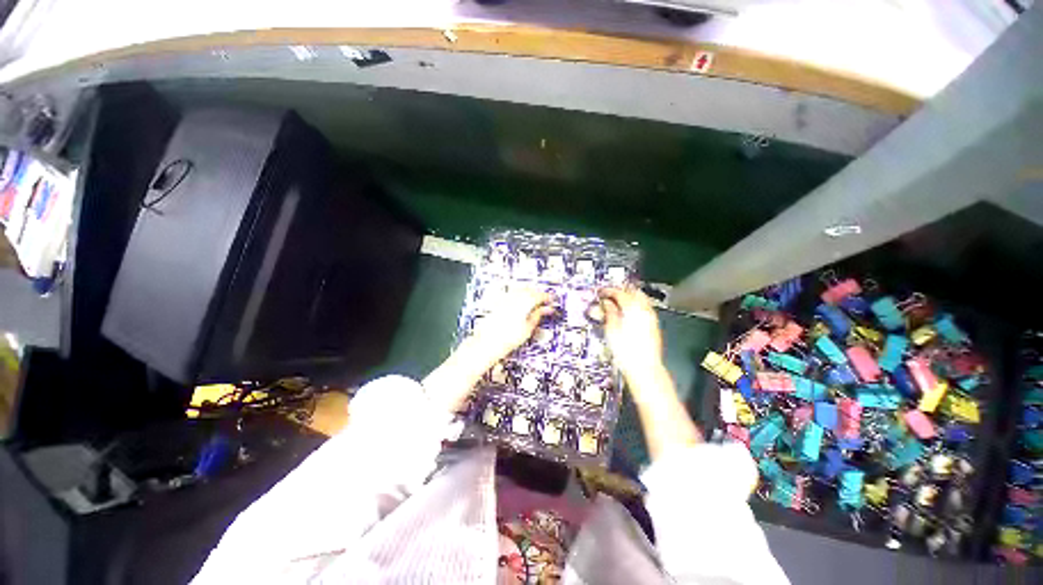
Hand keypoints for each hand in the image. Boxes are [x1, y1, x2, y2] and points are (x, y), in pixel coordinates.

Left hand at [468, 286, 555, 364]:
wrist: (488, 343)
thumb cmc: (507, 338)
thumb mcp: (528, 328)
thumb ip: (538, 315)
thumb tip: (546, 309)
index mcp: (524, 303)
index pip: (539, 295)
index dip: (547, 297)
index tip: (552, 300)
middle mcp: (514, 298)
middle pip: (530, 290)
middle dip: (538, 294)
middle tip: (545, 301)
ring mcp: (505, 299)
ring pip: (520, 290)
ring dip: (529, 293)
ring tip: (534, 302)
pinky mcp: (499, 302)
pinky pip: (512, 294)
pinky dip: (519, 296)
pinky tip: (521, 303)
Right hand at [599, 287, 664, 379]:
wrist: (644, 368)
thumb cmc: (626, 351)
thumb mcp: (611, 330)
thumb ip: (609, 312)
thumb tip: (606, 303)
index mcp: (633, 308)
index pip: (619, 293)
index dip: (608, 291)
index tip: (600, 292)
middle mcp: (644, 310)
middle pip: (633, 292)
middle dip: (621, 291)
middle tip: (609, 295)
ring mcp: (651, 317)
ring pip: (640, 299)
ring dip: (629, 298)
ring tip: (617, 303)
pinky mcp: (653, 325)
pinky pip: (644, 308)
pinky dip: (635, 306)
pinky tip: (627, 313)